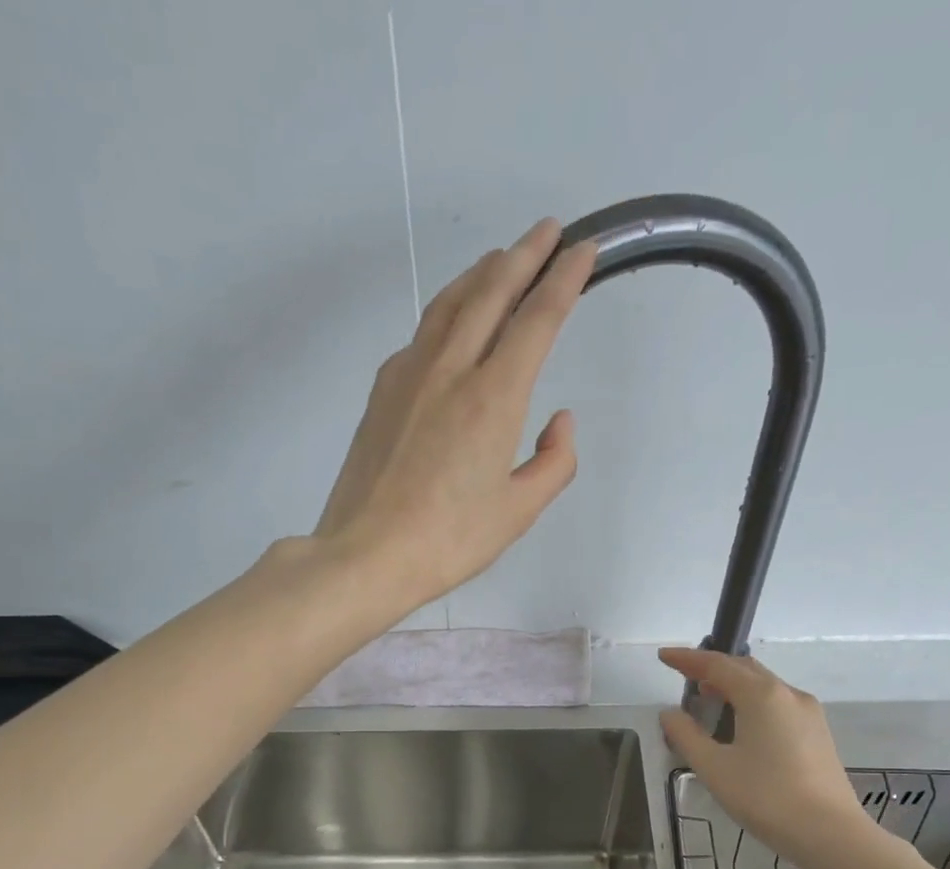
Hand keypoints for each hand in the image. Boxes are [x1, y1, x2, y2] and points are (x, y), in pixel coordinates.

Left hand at [313, 219, 598, 610]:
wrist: (366, 553)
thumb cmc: (450, 540)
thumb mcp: (519, 512)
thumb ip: (554, 462)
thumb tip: (559, 421)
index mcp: (493, 397)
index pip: (537, 320)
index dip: (564, 279)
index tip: (583, 250)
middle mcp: (451, 370)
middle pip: (490, 292)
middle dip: (524, 255)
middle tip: (547, 232)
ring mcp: (409, 374)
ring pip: (450, 303)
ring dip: (481, 274)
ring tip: (501, 261)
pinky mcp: (382, 391)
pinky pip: (422, 335)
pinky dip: (447, 313)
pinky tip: (453, 324)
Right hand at [658, 648, 873, 863]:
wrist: (830, 834)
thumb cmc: (765, 797)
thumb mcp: (714, 768)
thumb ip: (686, 736)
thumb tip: (670, 714)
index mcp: (761, 695)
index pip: (717, 665)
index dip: (687, 659)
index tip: (664, 657)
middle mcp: (788, 694)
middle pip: (744, 669)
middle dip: (712, 668)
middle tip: (684, 675)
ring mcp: (808, 713)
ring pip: (764, 686)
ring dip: (733, 685)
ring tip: (708, 699)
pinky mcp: (817, 733)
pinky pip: (777, 704)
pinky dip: (752, 702)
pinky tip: (740, 724)